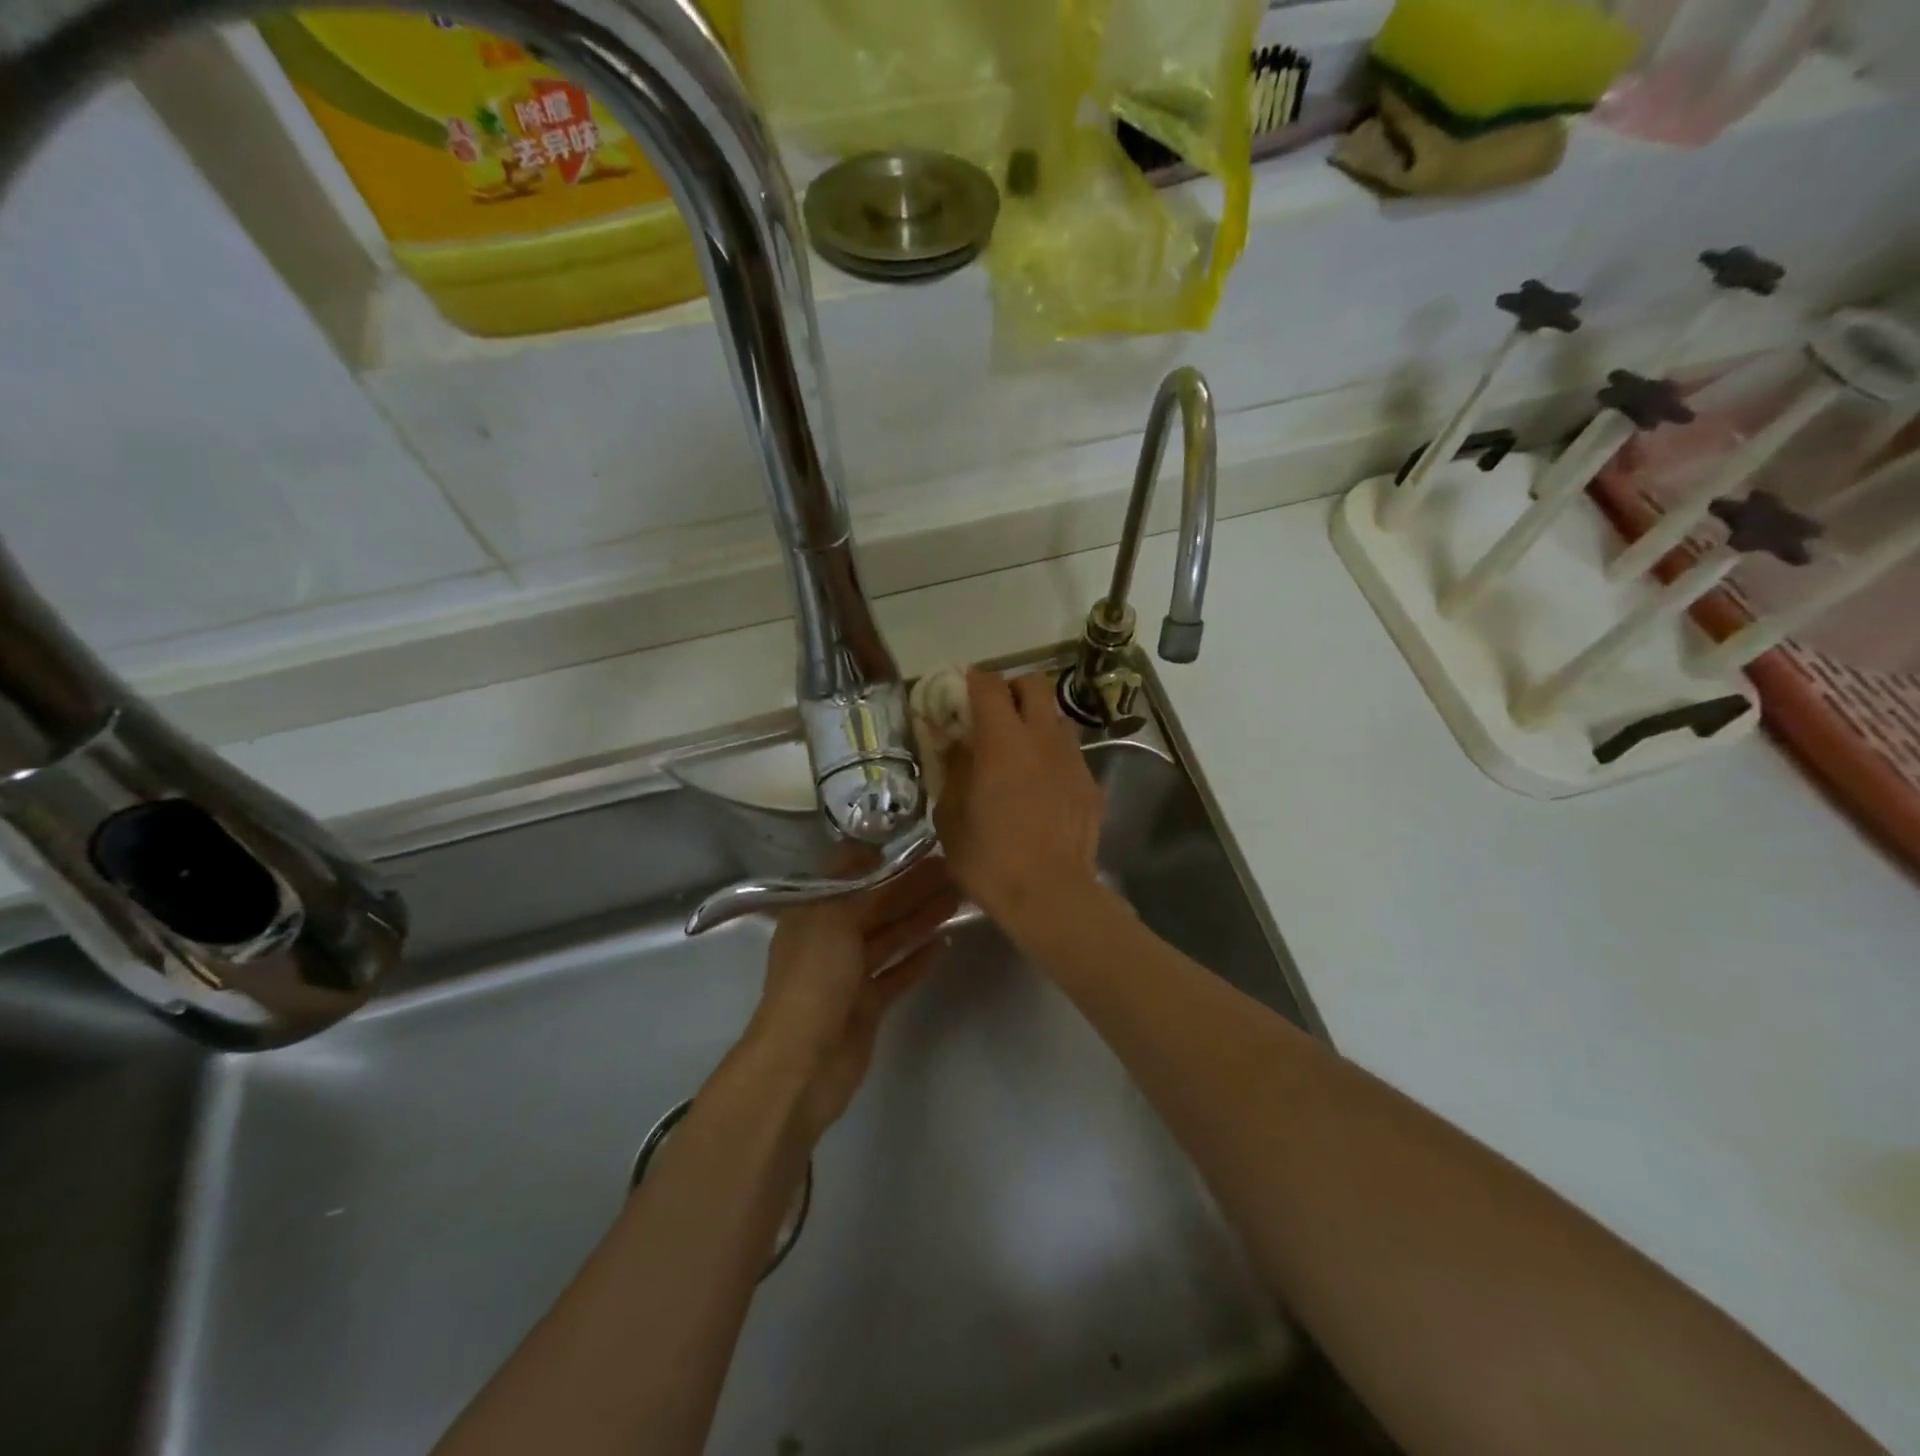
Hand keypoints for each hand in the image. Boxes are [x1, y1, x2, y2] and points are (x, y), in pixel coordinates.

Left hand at [746, 853, 959, 1141]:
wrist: (801, 1064)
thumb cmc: (813, 981)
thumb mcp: (830, 919)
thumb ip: (854, 883)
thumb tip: (870, 846)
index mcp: (813, 913)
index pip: (851, 876)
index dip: (884, 860)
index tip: (919, 845)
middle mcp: (830, 939)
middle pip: (876, 906)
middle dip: (911, 887)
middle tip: (952, 869)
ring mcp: (849, 974)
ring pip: (890, 937)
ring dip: (920, 917)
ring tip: (957, 898)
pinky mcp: (867, 1005)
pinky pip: (897, 973)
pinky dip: (918, 958)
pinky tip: (945, 943)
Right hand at [934, 670, 1105, 942]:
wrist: (1050, 895)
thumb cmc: (989, 858)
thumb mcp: (950, 816)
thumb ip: (953, 771)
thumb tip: (959, 747)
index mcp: (1002, 741)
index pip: (989, 686)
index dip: (973, 680)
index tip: (962, 690)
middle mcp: (1042, 738)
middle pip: (1035, 684)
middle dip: (1013, 689)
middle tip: (995, 714)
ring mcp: (1073, 760)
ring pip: (1058, 718)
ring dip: (1037, 722)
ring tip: (1021, 752)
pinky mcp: (1091, 785)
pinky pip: (1070, 755)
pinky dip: (1053, 758)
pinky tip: (1043, 789)